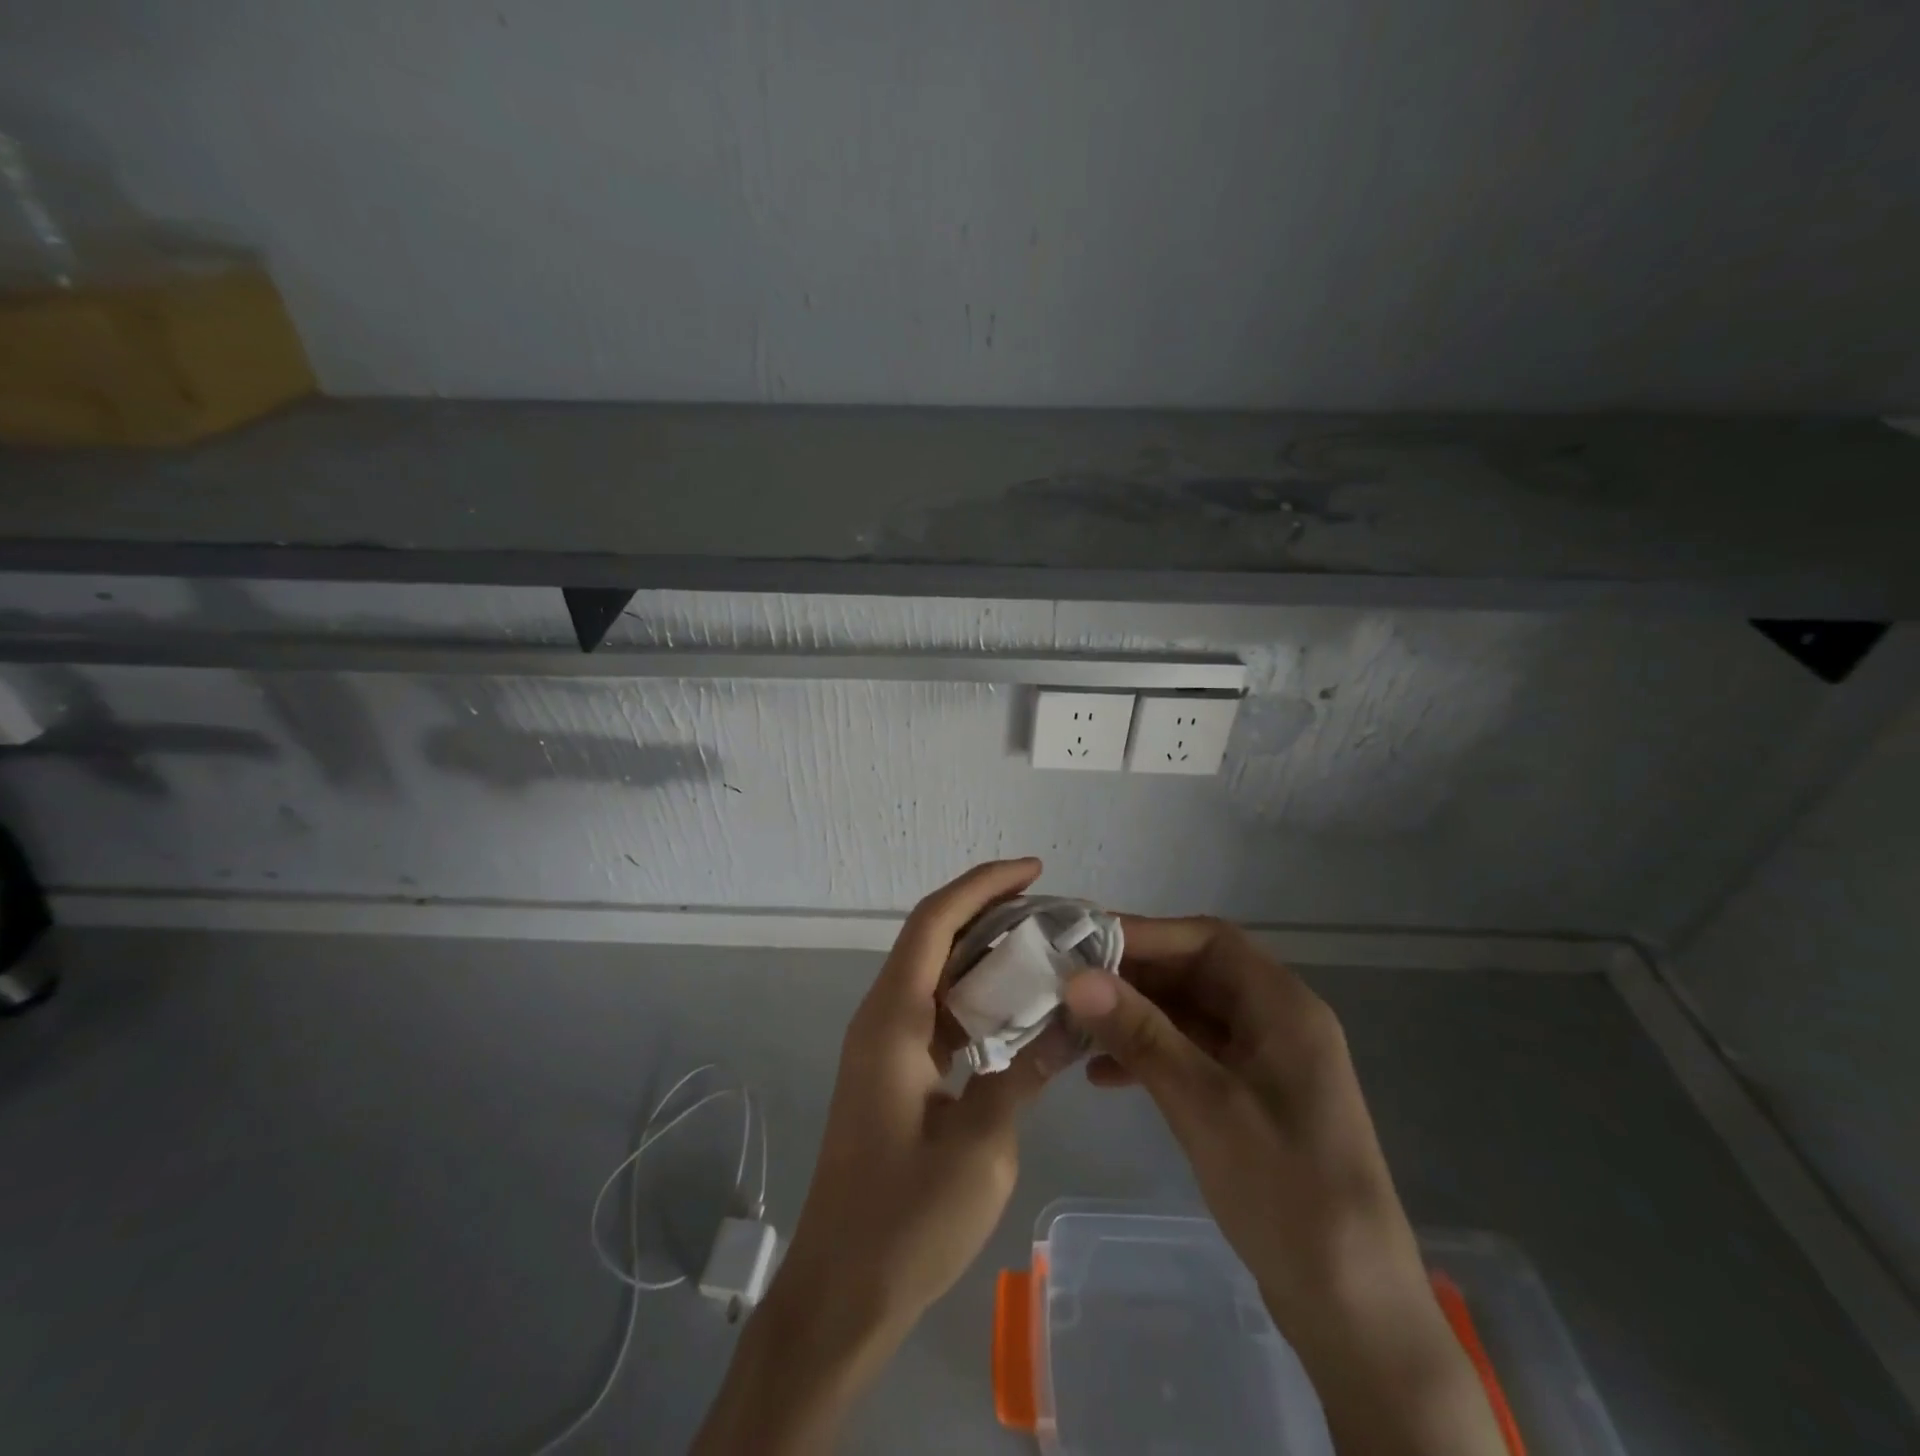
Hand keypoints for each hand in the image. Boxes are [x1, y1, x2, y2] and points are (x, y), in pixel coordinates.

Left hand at [696, 859, 1067, 1455]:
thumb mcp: (982, 1147)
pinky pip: (936, 1012)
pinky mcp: (892, 1074)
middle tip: (1051, 909)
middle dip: (988, 911)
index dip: (982, 885)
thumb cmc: (904, 1221)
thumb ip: (1024, 1073)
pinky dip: (975, 997)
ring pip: (935, 974)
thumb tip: (1070, 1023)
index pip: (934, 922)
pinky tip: (1016, 1009)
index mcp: (892, 1020)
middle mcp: (881, 1018)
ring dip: (983, 953)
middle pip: (932, 938)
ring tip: (1043, 947)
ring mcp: (883, 1046)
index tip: (1034, 870)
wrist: (840, 1295)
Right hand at [1062, 917, 1505, 1455]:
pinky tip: (1102, 1076)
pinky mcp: (1249, 1098)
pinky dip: (1149, 1056)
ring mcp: (1263, 1061)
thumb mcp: (1206, 1105)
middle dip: (1131, 976)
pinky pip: (1191, 1054)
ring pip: (1188, 1014)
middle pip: (1194, 973)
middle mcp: (1275, 1020)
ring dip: (1134, 1016)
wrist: (1352, 1311)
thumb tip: (1077, 977)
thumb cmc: (1287, 1192)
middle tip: (1067, 983)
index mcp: (1282, 1006)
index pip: (1207, 939)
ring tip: (1075, 1027)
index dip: (1145, 933)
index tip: (1082, 943)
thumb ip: (1141, 1035)